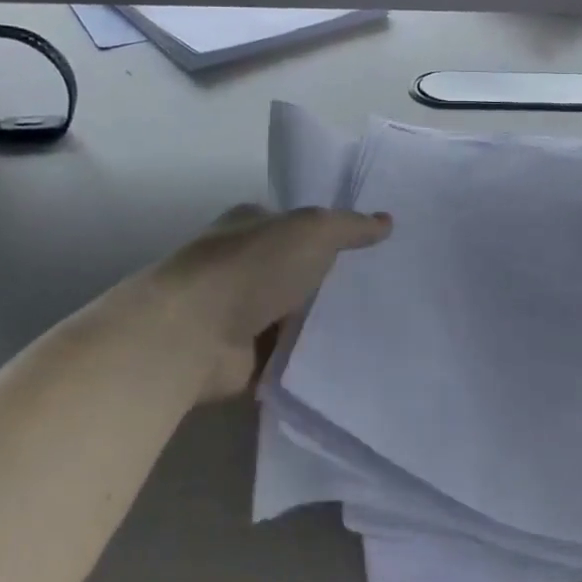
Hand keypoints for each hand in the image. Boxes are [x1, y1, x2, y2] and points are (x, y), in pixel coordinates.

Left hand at [157, 204, 391, 402]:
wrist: (194, 333)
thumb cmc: (252, 268)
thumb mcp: (313, 232)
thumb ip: (350, 227)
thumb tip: (386, 221)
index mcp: (250, 224)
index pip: (295, 224)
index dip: (330, 234)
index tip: (371, 250)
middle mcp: (241, 264)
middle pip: (296, 270)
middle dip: (330, 281)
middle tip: (382, 291)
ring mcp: (238, 311)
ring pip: (293, 314)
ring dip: (320, 323)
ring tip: (377, 328)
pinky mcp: (241, 354)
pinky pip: (286, 353)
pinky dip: (308, 357)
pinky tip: (347, 359)